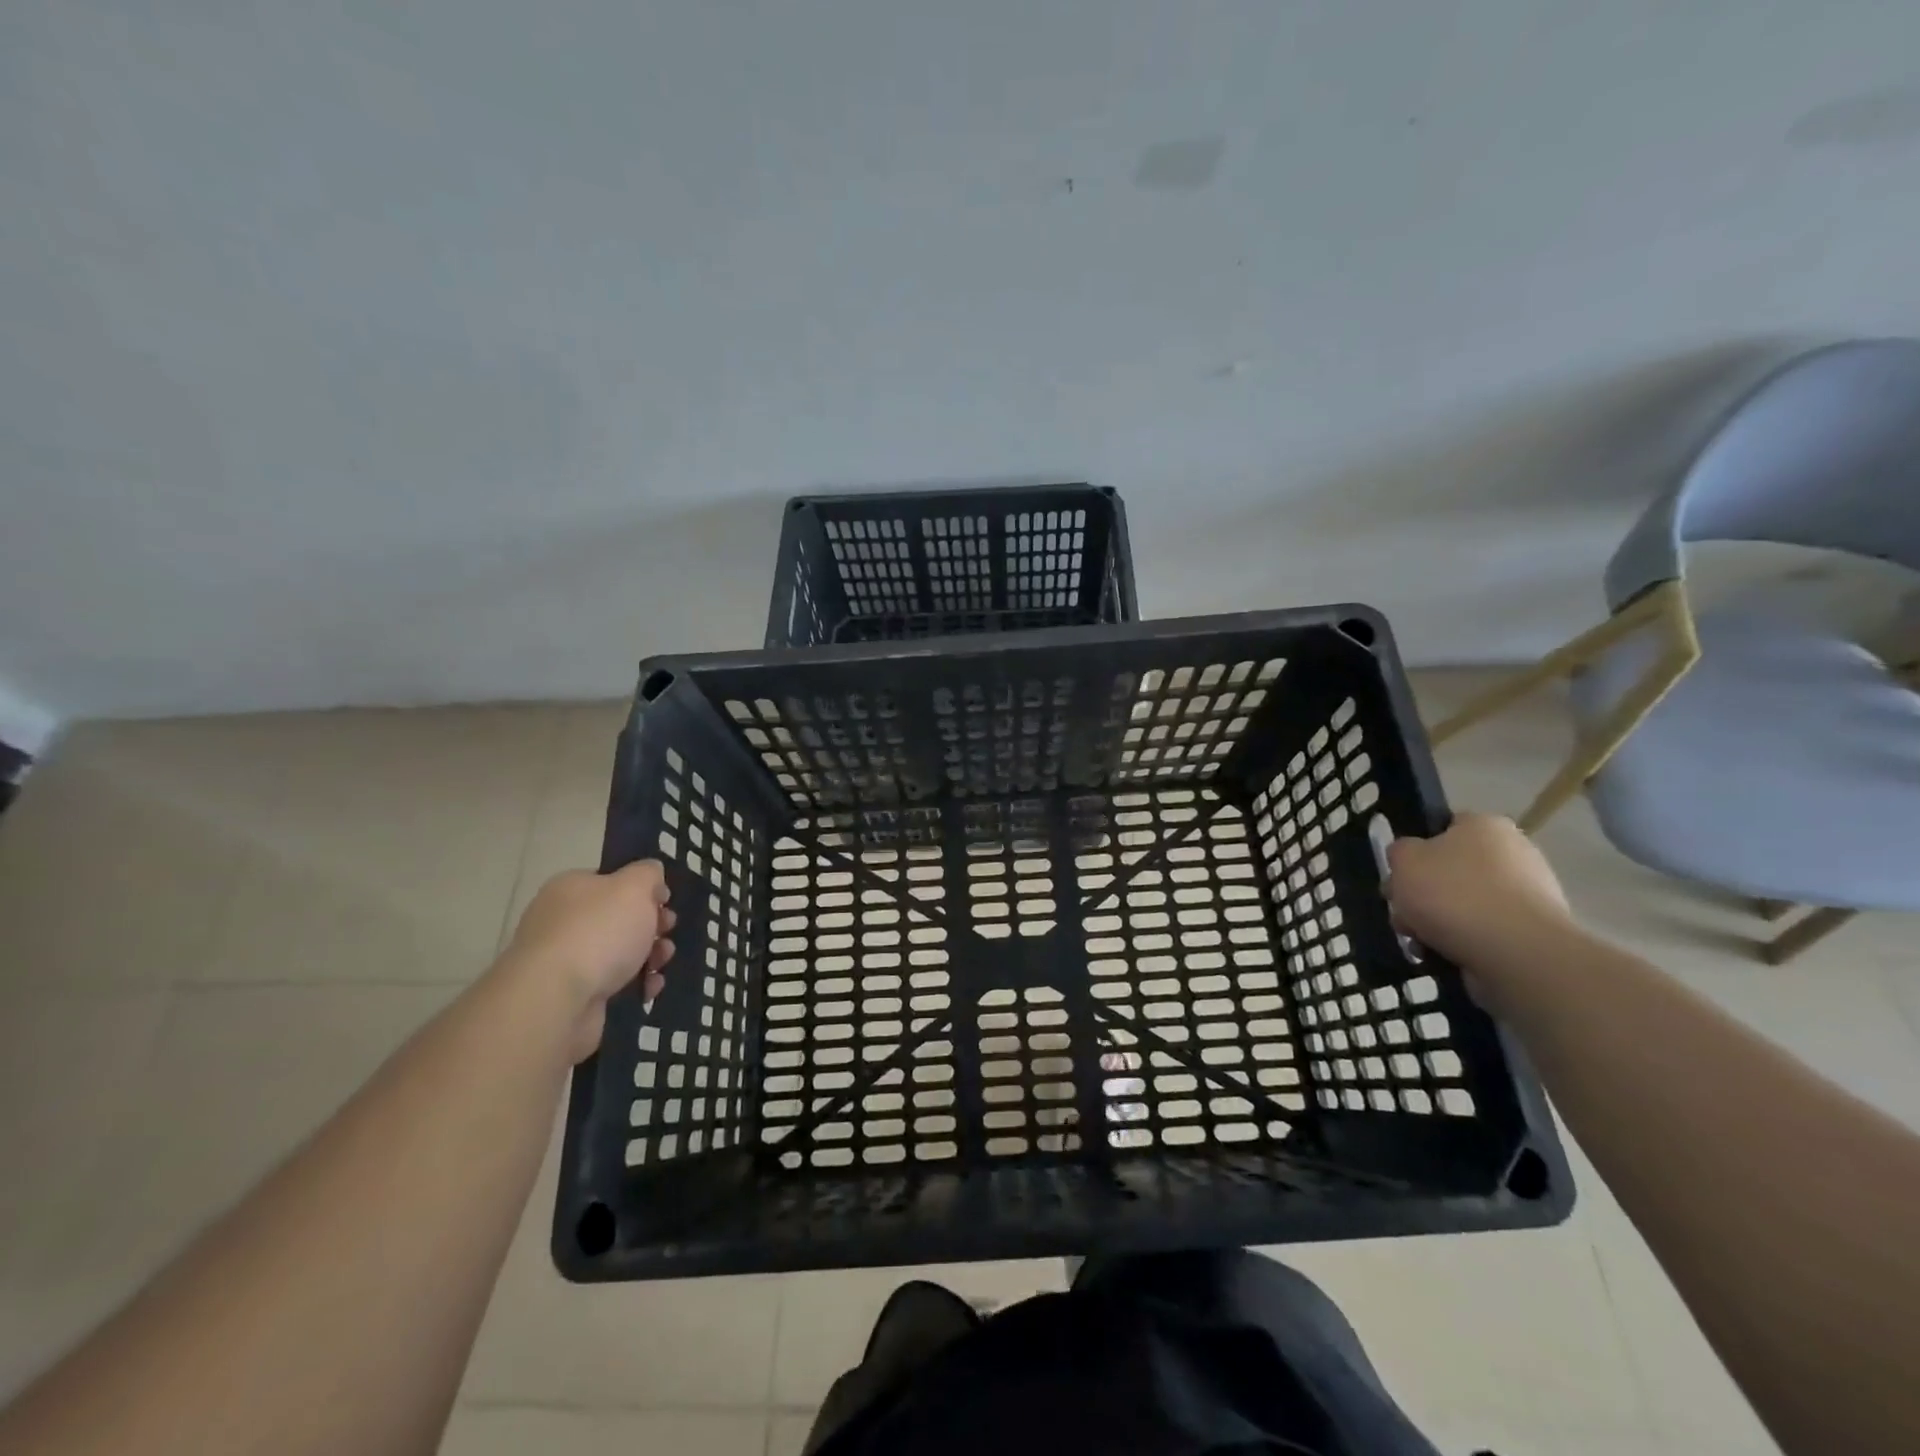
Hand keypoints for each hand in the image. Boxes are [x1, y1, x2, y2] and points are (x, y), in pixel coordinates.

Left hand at [502, 861, 675, 1061]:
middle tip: (667, 930)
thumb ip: (648, 873)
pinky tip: (649, 987)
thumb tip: (651, 874)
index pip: (610, 881)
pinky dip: (635, 984)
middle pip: (618, 918)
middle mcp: (562, 921)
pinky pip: (612, 984)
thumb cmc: (598, 931)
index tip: (665, 901)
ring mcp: (564, 961)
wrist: (556, 999)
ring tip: (662, 962)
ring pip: (618, 952)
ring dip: (648, 955)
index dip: (642, 889)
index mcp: (570, 888)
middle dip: (651, 925)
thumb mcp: (634, 887)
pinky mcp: (571, 996)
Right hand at [1385, 813, 1575, 1004]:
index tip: (1400, 874)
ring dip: (1438, 922)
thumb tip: (1410, 858)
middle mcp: (1514, 853)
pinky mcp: (1534, 932)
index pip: (1444, 827)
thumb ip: (1399, 852)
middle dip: (1424, 893)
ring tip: (1420, 942)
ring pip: (1465, 904)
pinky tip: (1445, 955)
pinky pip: (1486, 932)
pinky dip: (1464, 942)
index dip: (1416, 850)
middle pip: (1452, 870)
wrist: (1517, 953)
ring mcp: (1530, 894)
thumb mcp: (1404, 860)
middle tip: (1403, 913)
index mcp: (1485, 825)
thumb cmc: (1454, 894)